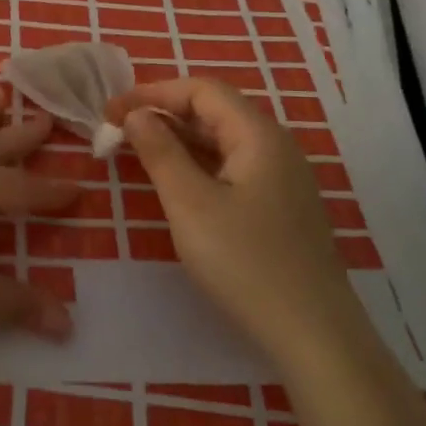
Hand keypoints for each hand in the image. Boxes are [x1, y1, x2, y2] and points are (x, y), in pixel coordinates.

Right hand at [108, 78, 348, 350]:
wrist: (314, 335)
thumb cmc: (245, 263)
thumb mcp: (190, 204)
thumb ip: (160, 152)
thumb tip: (136, 114)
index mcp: (258, 135)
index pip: (202, 90)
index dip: (153, 92)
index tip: (111, 111)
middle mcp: (276, 146)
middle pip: (215, 110)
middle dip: (163, 113)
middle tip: (119, 129)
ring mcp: (283, 178)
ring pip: (223, 140)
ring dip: (179, 139)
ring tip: (138, 150)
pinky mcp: (281, 207)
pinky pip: (233, 167)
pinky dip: (198, 164)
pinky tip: (176, 182)